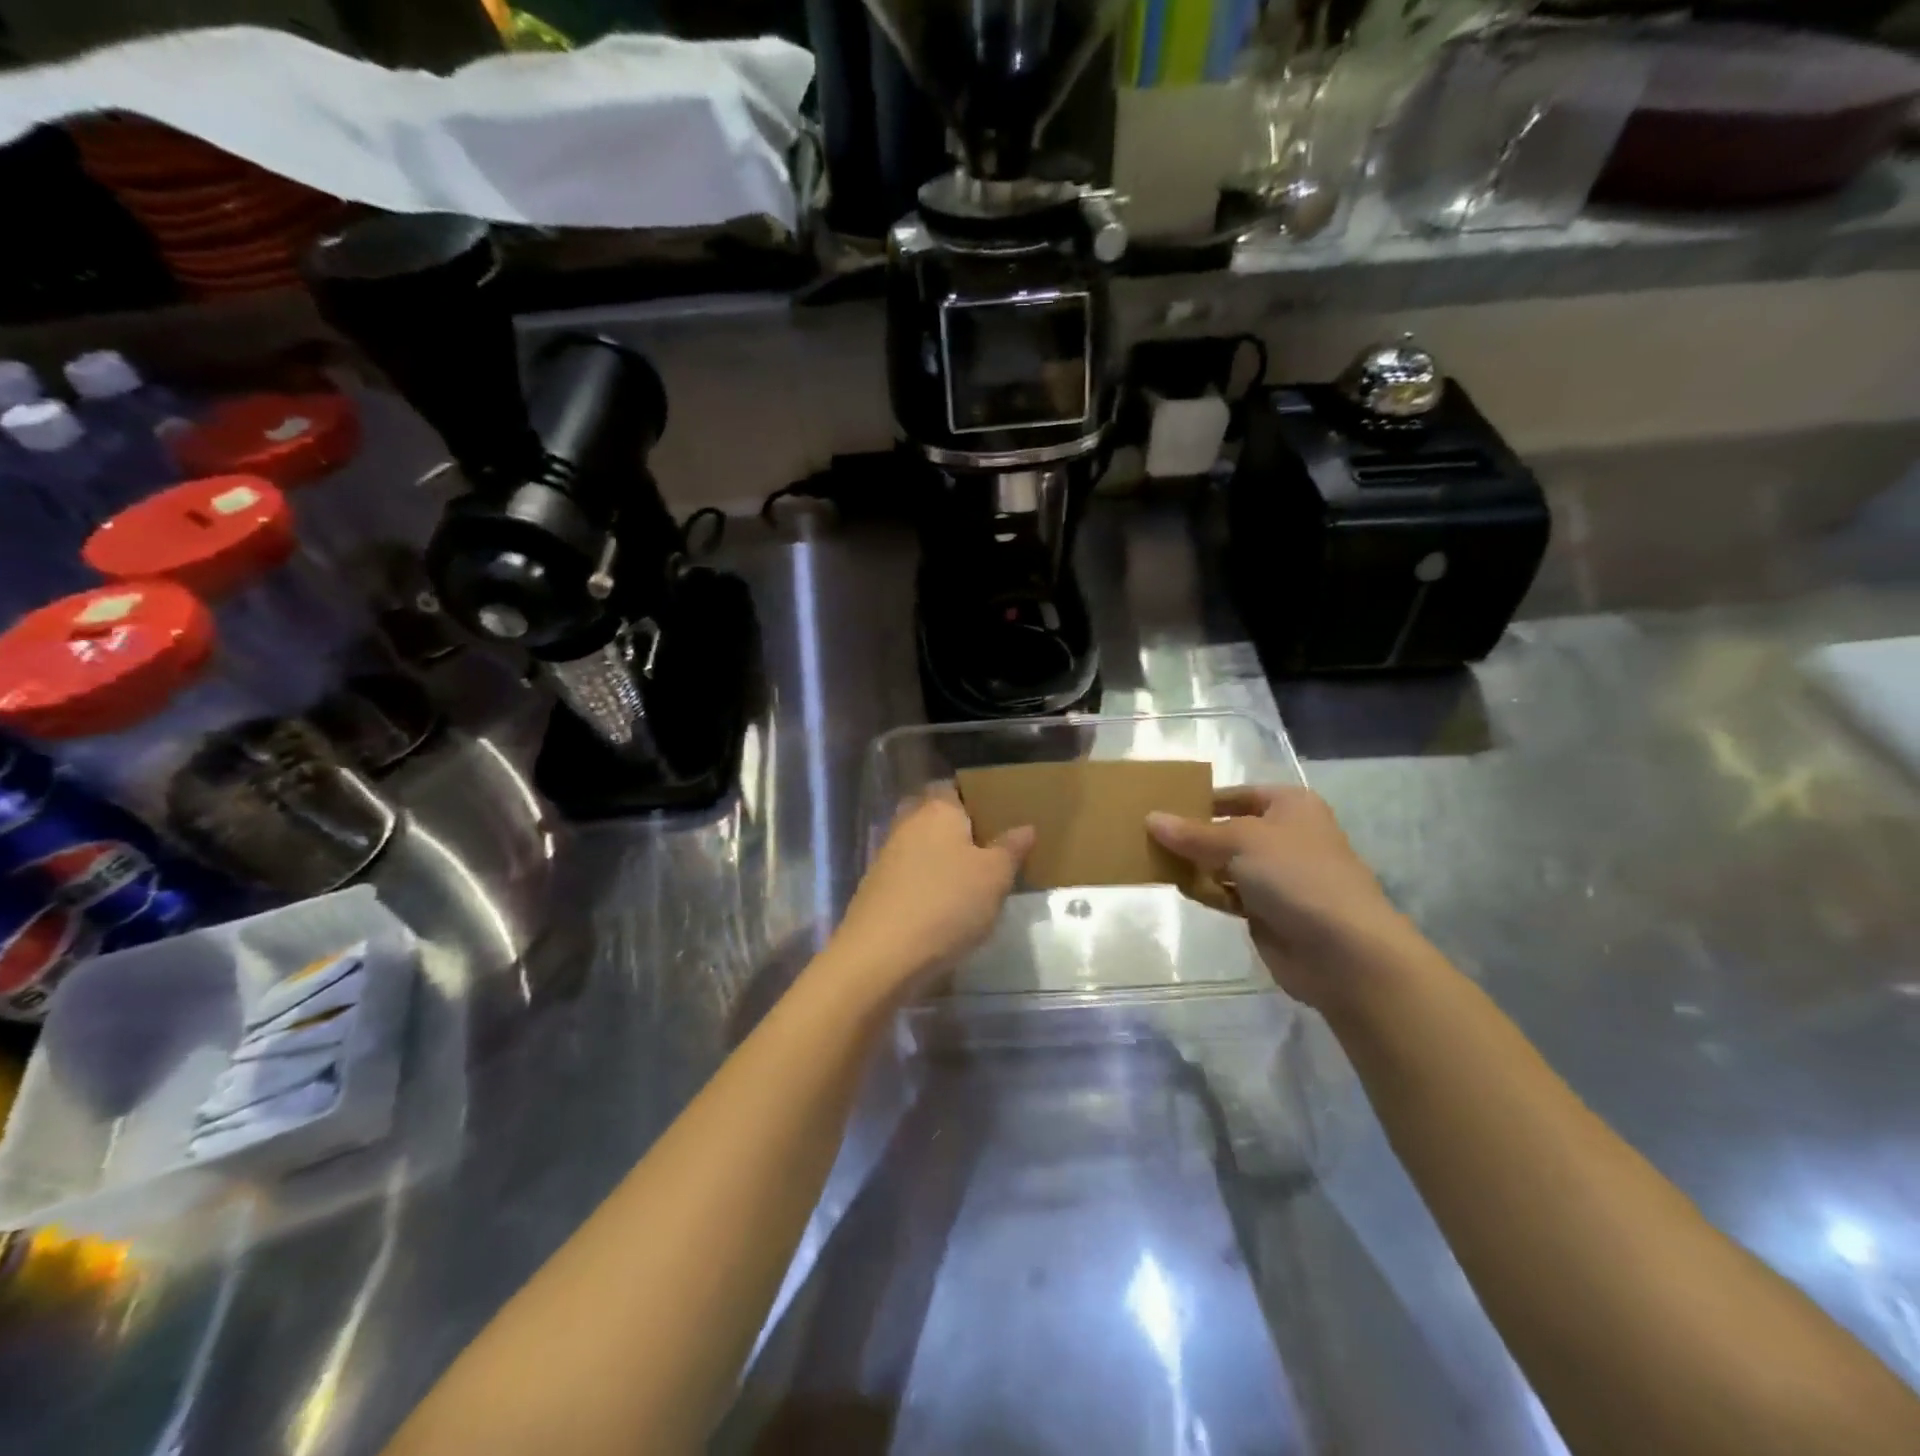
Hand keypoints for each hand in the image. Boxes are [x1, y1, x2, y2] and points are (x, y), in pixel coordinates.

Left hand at [826, 788, 1033, 1002]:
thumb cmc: (947, 904)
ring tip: (971, 881)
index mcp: (938, 809)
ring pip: (920, 845)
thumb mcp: (995, 877)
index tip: (997, 817)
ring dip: (940, 858)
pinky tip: (943, 905)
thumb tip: (1025, 827)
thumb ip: (1010, 849)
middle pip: (933, 815)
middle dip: (956, 829)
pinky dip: (925, 882)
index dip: (974, 798)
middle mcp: (908, 823)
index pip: (953, 787)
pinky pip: (909, 874)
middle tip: (986, 849)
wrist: (882, 954)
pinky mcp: (876, 887)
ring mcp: (887, 856)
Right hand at [1148, 786, 1429, 1011]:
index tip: (1162, 804)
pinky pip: (1227, 893)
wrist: (1343, 950)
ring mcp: (1277, 876)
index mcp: (1290, 806)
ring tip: (1153, 860)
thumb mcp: (1240, 842)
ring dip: (1195, 864)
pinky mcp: (1267, 911)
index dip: (1203, 798)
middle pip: (1228, 829)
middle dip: (1193, 834)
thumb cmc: (1296, 875)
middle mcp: (1285, 836)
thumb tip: (1150, 819)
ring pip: (1224, 863)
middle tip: (1147, 834)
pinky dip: (1206, 890)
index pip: (1238, 794)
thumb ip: (1193, 833)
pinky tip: (1178, 887)